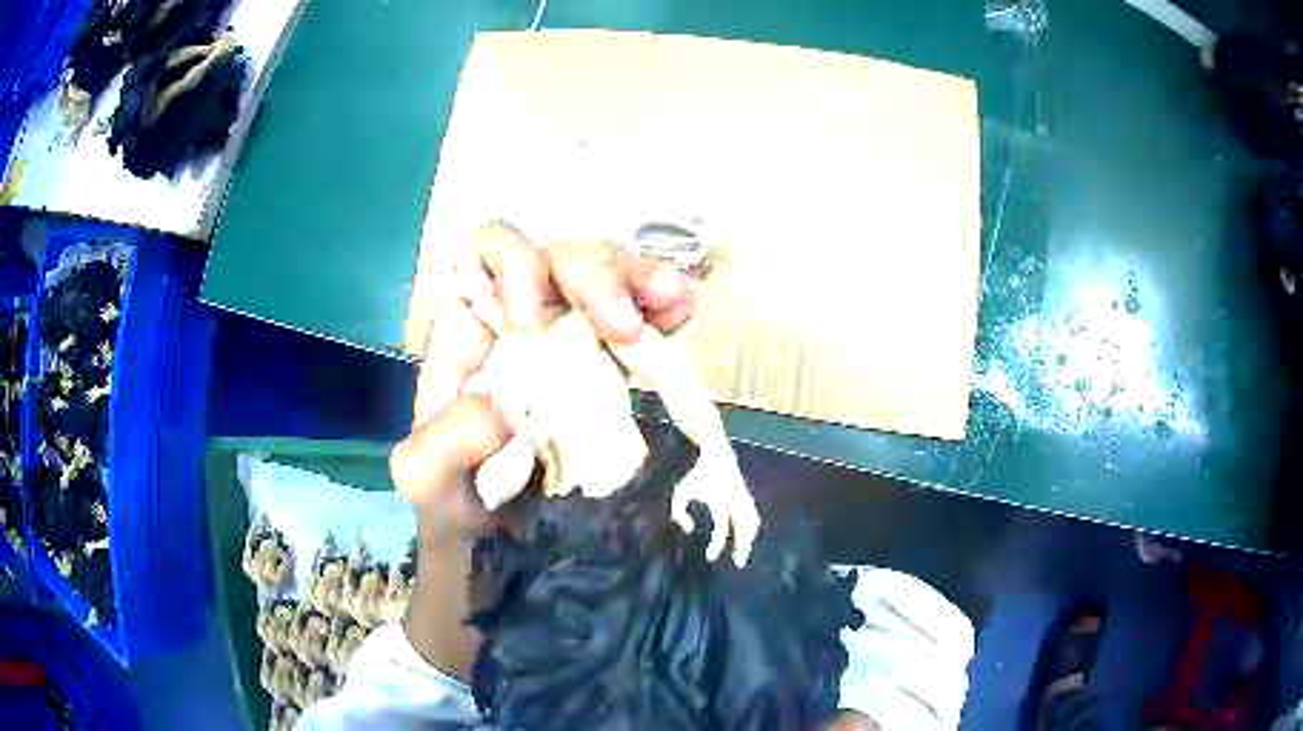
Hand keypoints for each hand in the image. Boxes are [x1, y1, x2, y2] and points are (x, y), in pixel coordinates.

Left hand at [390, 221, 696, 537]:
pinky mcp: (610, 367)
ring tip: (673, 301)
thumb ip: (439, 447)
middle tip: (622, 325)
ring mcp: (570, 337)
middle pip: (558, 257)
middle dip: (592, 276)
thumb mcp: (426, 478)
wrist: (498, 534)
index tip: (529, 321)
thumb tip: (505, 413)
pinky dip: (665, 310)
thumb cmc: (454, 495)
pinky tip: (683, 312)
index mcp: (470, 325)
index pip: (489, 254)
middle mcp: (521, 316)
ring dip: (641, 282)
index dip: (513, 266)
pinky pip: (641, 320)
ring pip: (607, 278)